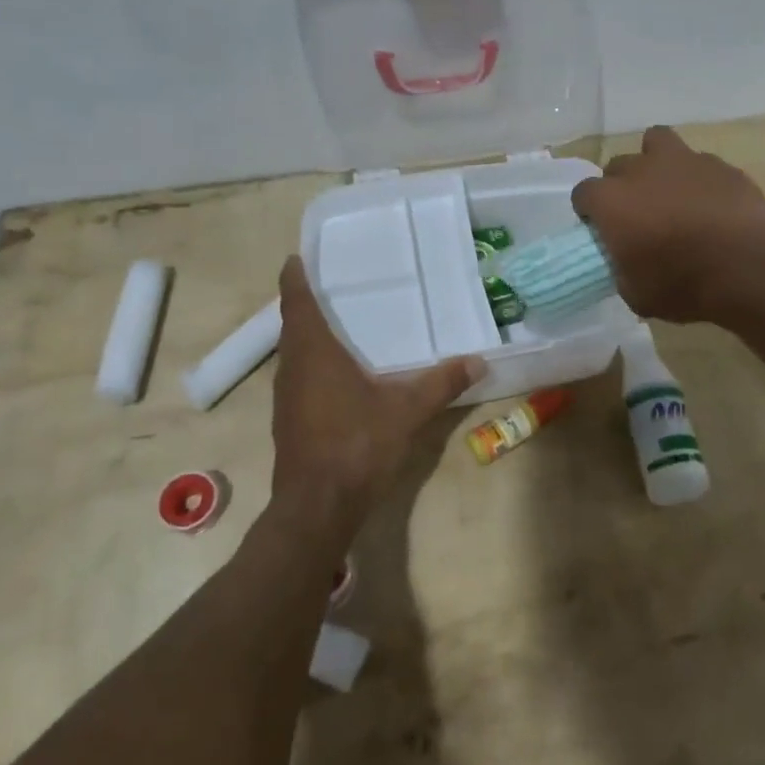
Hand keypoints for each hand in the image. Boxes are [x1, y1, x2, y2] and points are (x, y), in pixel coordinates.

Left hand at [271, 257, 481, 535]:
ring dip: (309, 337)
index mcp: (314, 354)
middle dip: (306, 305)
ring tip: (338, 324)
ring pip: (295, 355)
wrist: (318, 507)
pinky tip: (339, 376)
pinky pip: (299, 379)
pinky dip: (313, 365)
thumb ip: (442, 383)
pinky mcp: (289, 422)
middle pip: (293, 327)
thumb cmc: (357, 445)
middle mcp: (293, 369)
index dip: (294, 279)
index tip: (296, 257)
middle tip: (332, 286)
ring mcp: (286, 398)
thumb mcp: (407, 410)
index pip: (297, 303)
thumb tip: (479, 360)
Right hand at [570, 125, 764, 321]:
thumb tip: (626, 264)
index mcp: (611, 201)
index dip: (590, 212)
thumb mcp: (636, 294)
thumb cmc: (683, 283)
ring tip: (669, 189)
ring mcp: (683, 160)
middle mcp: (641, 170)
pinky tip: (710, 202)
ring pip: (656, 141)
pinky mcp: (720, 164)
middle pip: (617, 165)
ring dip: (655, 161)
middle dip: (621, 186)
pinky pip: (699, 162)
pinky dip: (698, 178)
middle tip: (637, 214)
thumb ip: (622, 270)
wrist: (749, 265)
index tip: (601, 231)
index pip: (583, 193)